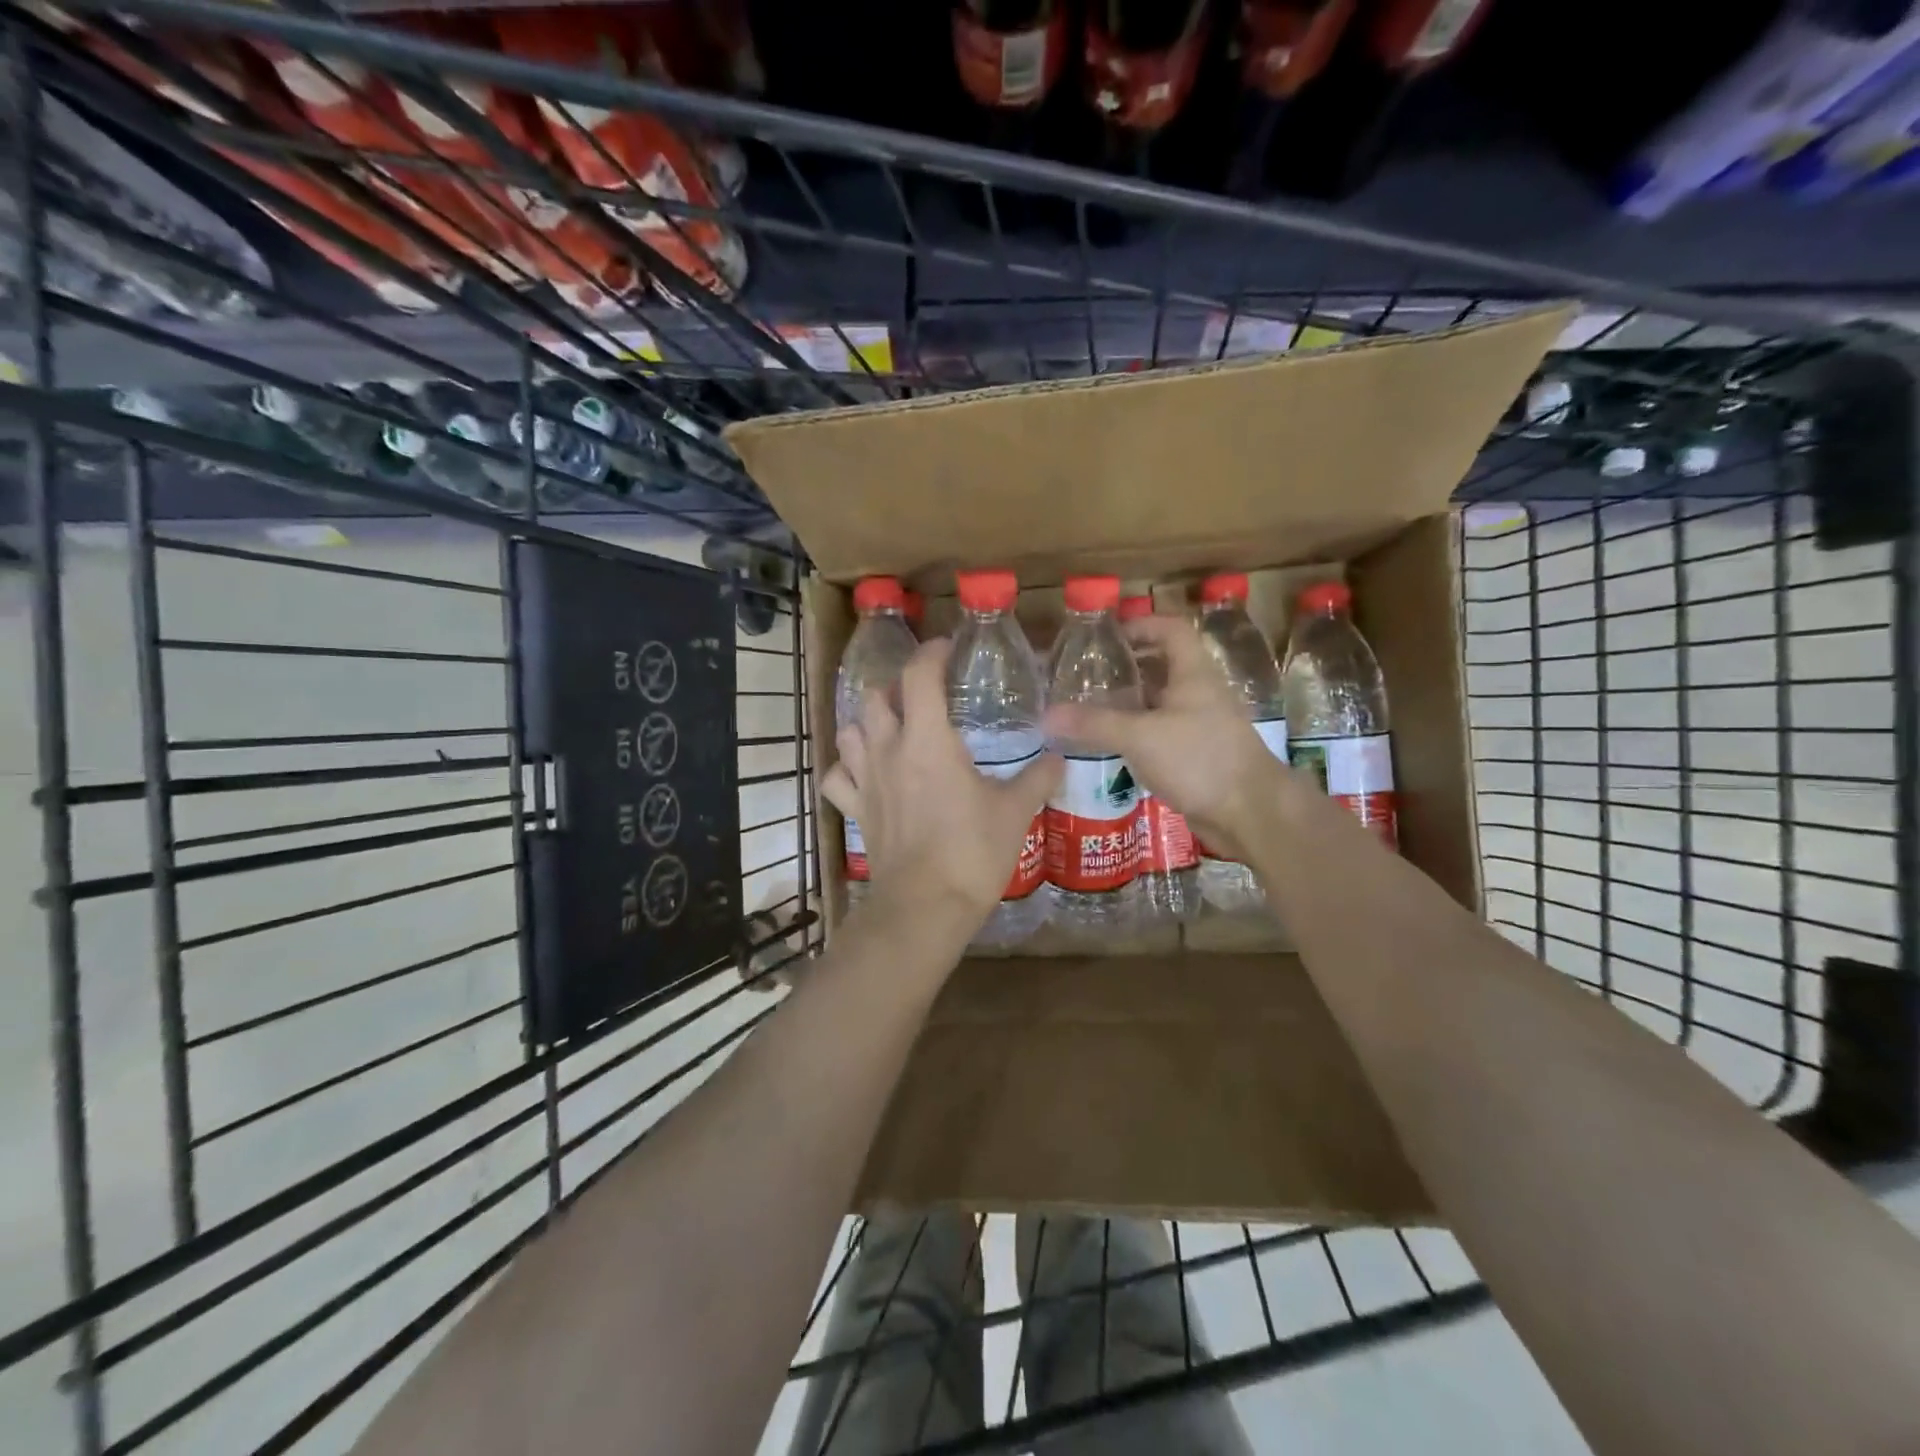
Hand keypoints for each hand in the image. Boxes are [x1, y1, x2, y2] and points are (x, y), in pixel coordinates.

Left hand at [821, 638, 1060, 932]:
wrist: (926, 906)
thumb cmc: (972, 851)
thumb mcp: (1015, 812)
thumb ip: (1037, 779)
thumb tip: (1059, 759)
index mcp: (928, 739)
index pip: (919, 675)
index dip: (932, 653)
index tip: (948, 649)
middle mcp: (888, 750)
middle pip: (875, 696)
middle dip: (896, 686)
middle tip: (922, 694)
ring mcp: (866, 780)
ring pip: (849, 731)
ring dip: (867, 722)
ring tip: (890, 727)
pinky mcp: (856, 810)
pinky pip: (838, 777)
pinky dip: (847, 768)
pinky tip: (864, 773)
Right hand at [1042, 614, 1289, 859]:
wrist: (1250, 812)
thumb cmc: (1199, 759)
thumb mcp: (1140, 736)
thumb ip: (1093, 724)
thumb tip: (1046, 715)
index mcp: (1193, 674)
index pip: (1172, 630)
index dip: (1143, 624)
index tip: (1110, 636)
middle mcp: (1200, 693)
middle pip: (1164, 666)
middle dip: (1129, 667)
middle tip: (1091, 675)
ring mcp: (1202, 725)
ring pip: (1162, 703)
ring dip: (1132, 702)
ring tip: (1093, 708)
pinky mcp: (1200, 755)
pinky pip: (1164, 733)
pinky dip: (1140, 732)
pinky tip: (1115, 745)